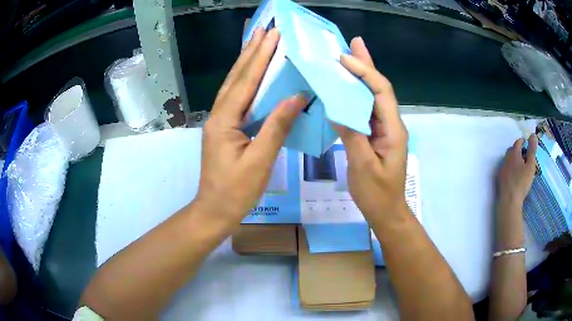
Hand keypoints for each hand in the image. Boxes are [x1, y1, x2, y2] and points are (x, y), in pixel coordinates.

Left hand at [196, 28, 305, 223]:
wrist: (215, 211)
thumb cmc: (236, 191)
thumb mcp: (260, 161)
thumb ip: (277, 126)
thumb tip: (296, 96)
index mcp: (224, 120)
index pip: (245, 81)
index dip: (260, 56)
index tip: (273, 34)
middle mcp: (218, 114)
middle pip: (236, 77)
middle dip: (251, 51)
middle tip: (263, 29)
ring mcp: (220, 121)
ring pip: (234, 84)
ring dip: (246, 61)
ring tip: (257, 41)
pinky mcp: (225, 128)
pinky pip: (236, 97)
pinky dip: (245, 79)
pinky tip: (253, 72)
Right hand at [334, 37, 408, 221]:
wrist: (386, 211)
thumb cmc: (376, 193)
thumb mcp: (362, 166)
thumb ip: (352, 135)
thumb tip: (337, 108)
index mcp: (392, 129)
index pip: (380, 92)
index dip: (364, 72)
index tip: (344, 59)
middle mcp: (391, 123)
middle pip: (380, 88)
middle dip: (366, 65)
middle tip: (354, 43)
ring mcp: (384, 128)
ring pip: (373, 96)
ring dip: (361, 75)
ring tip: (348, 56)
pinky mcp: (376, 134)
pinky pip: (366, 109)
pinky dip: (355, 93)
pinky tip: (345, 86)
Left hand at [497, 134, 537, 206]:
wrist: (509, 201)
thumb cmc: (522, 182)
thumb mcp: (530, 166)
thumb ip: (532, 150)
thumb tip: (533, 134)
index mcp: (513, 153)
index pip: (518, 142)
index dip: (523, 141)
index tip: (527, 144)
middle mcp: (505, 159)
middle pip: (512, 150)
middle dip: (519, 150)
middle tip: (525, 155)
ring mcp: (501, 169)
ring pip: (508, 160)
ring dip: (514, 159)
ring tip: (521, 165)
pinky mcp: (499, 179)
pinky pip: (505, 169)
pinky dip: (510, 169)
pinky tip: (514, 175)